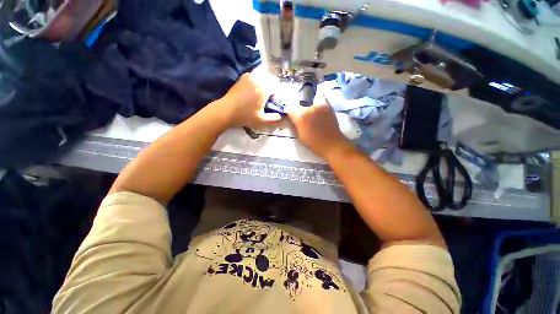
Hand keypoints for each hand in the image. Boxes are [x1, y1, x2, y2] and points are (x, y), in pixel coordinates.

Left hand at [216, 72, 282, 128]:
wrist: (226, 111)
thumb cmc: (245, 116)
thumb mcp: (261, 121)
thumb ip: (274, 119)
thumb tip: (282, 116)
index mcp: (264, 89)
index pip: (277, 87)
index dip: (277, 94)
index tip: (273, 102)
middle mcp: (258, 80)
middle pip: (270, 79)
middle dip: (272, 87)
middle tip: (268, 98)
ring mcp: (249, 77)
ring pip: (262, 75)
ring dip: (265, 82)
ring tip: (261, 93)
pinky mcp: (242, 78)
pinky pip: (254, 75)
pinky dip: (257, 80)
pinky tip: (253, 89)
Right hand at [286, 96, 352, 157]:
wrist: (331, 144)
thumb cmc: (313, 143)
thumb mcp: (299, 136)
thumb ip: (293, 126)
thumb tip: (291, 120)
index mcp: (300, 116)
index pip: (290, 109)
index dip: (290, 113)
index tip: (291, 117)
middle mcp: (309, 108)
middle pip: (299, 104)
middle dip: (299, 110)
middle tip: (302, 117)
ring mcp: (319, 105)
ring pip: (309, 102)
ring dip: (308, 107)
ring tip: (312, 115)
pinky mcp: (327, 105)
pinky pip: (319, 100)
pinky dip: (317, 104)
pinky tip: (318, 112)